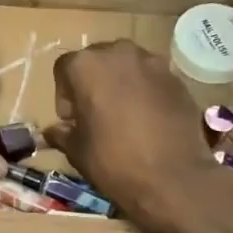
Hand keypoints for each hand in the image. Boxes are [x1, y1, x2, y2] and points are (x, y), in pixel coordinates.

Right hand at [43, 41, 222, 230]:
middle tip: (95, 115)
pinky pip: (151, 79)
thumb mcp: (77, 151)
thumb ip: (62, 133)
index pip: (64, 68)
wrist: (173, 179)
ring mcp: (153, 62)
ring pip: (127, 67)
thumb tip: (55, 130)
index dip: (64, 96)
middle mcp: (119, 53)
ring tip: (124, 117)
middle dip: (92, 83)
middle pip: (97, 61)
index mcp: (86, 65)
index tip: (72, 121)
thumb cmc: (114, 161)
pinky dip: (145, 93)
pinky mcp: (177, 78)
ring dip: (120, 85)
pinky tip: (148, 121)